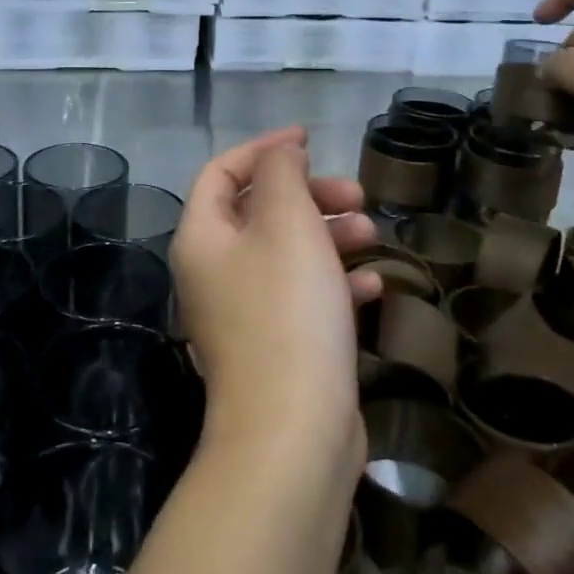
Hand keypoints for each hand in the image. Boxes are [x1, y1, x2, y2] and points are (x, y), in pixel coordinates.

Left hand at [170, 128, 379, 458]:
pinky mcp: (276, 347)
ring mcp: (243, 314)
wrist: (293, 434)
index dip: (263, 149)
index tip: (309, 139)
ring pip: (286, 253)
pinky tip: (371, 285)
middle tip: (356, 196)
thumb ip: (280, 174)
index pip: (221, 172)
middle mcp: (214, 273)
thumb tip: (280, 154)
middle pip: (258, 211)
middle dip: (309, 195)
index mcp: (202, 239)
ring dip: (328, 236)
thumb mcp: (286, 223)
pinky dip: (333, 282)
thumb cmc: (287, 312)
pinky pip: (302, 297)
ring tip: (371, 234)